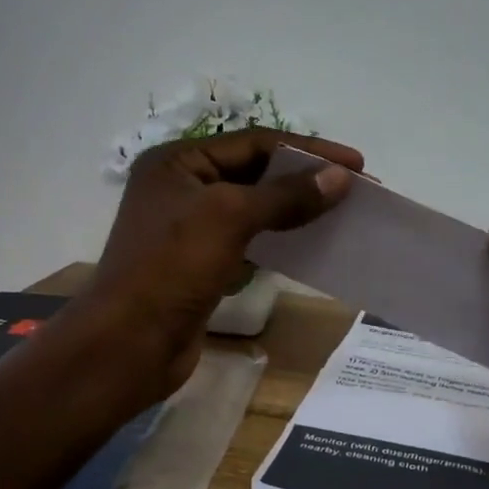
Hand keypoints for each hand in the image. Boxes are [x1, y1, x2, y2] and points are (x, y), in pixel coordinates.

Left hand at [78, 129, 361, 399]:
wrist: (130, 345)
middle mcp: (182, 188)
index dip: (309, 150)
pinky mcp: (201, 265)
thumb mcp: (230, 218)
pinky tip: (310, 244)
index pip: (255, 143)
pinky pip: (249, 241)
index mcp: (178, 162)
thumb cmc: (172, 269)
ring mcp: (190, 229)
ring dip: (296, 209)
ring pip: (255, 209)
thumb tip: (341, 178)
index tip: (358, 164)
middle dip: (306, 179)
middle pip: (256, 173)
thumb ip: (286, 195)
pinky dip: (280, 240)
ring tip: (340, 214)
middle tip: (357, 189)